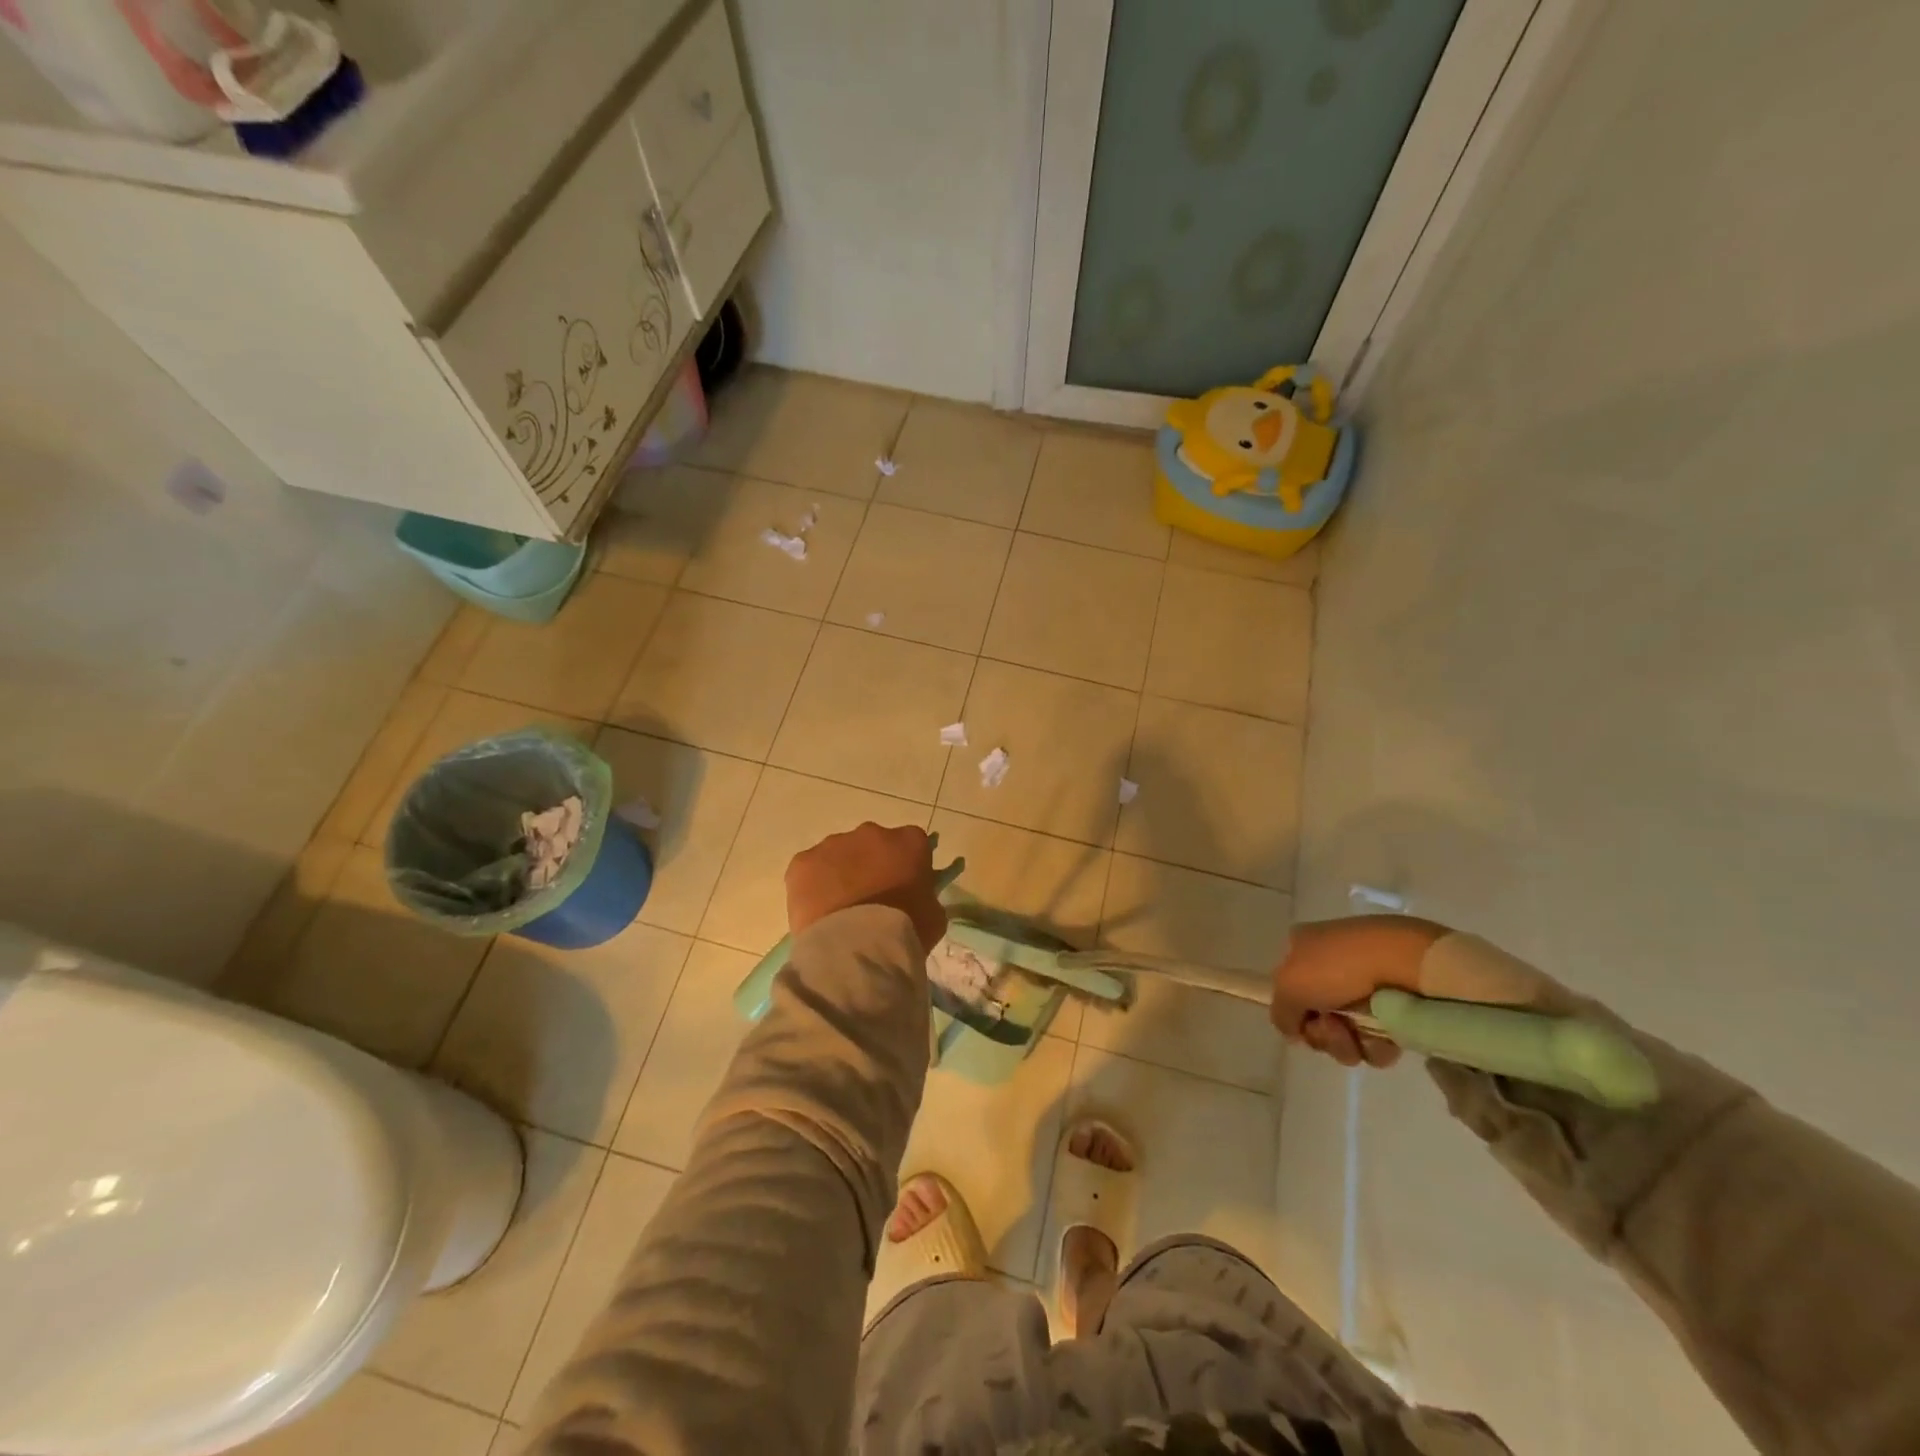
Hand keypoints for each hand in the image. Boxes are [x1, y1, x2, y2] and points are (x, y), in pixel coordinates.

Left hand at [786, 822, 947, 953]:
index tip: (904, 886)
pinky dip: (813, 887)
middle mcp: (871, 832)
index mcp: (909, 841)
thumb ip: (925, 895)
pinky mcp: (803, 862)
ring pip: (838, 855)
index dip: (907, 864)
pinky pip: (810, 870)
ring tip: (841, 910)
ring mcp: (833, 844)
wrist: (856, 948)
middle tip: (870, 898)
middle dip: (871, 865)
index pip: (912, 844)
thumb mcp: (934, 914)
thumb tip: (916, 896)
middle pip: (872, 844)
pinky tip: (818, 913)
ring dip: (841, 874)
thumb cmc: (905, 931)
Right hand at [1270, 915, 1450, 1067]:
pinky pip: (1378, 1038)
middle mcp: (1331, 964)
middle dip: (1323, 1033)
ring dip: (1348, 1043)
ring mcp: (1365, 985)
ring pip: (1346, 1033)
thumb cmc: (1338, 966)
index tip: (1303, 1023)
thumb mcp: (1289, 986)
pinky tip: (1384, 1037)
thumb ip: (1280, 1013)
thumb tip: (1292, 1030)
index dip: (1294, 1012)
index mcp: (1303, 946)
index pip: (1288, 988)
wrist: (1404, 960)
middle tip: (1334, 1027)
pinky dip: (1377, 1044)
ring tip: (1360, 1034)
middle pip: (1316, 1017)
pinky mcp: (1396, 1005)